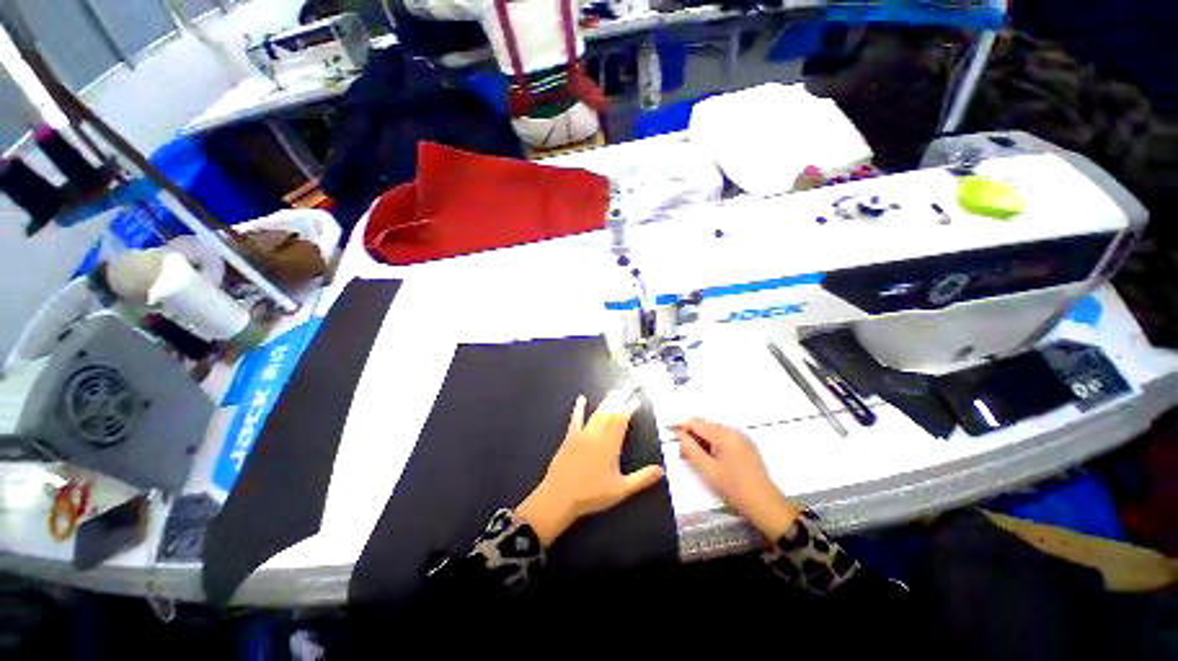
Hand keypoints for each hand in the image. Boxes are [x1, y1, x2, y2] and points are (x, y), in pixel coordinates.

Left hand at [517, 389, 665, 545]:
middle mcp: (597, 434)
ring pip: (597, 414)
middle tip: (625, 388)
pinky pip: (575, 419)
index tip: (636, 399)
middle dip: (619, 400)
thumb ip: (642, 478)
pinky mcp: (570, 437)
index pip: (622, 420)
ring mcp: (582, 434)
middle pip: (610, 412)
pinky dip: (579, 408)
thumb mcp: (621, 489)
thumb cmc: (592, 494)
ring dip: (605, 402)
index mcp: (610, 444)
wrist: (559, 496)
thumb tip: (661, 470)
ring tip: (613, 392)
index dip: (629, 408)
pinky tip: (581, 399)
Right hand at [674, 418, 800, 539]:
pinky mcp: (746, 447)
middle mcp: (734, 432)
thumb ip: (691, 450)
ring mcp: (742, 439)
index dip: (682, 425)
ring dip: (701, 440)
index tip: (669, 430)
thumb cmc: (734, 489)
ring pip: (714, 432)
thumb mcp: (708, 470)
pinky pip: (724, 439)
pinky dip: (712, 444)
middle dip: (691, 435)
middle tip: (681, 451)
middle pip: (706, 426)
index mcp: (725, 435)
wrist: (766, 506)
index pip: (698, 423)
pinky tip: (708, 458)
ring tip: (693, 457)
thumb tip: (679, 434)